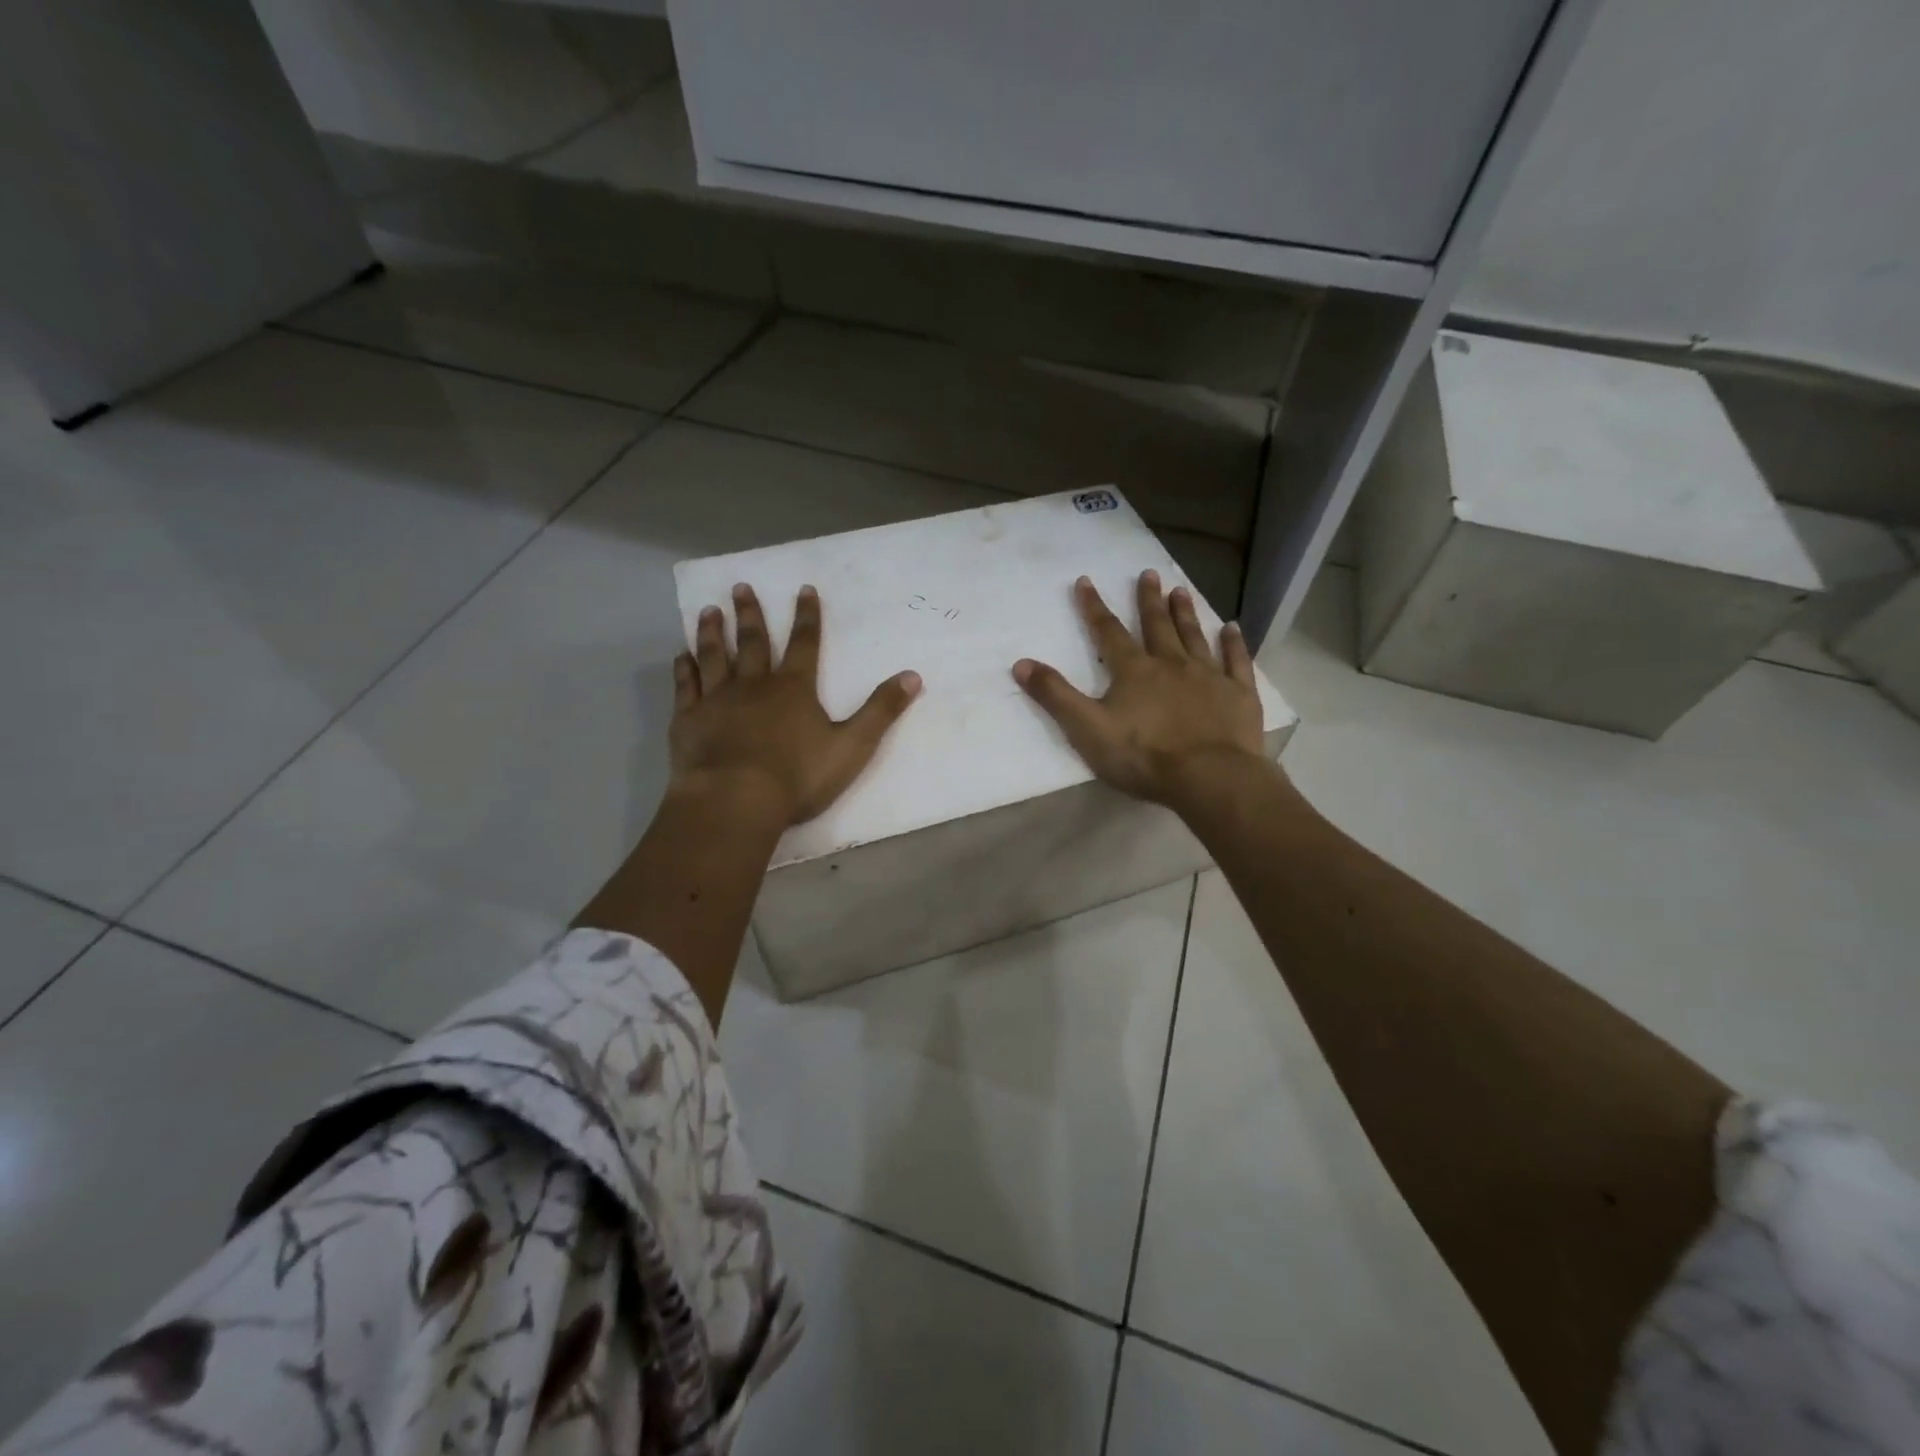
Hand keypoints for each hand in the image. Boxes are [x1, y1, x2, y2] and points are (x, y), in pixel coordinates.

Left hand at [672, 583, 921, 824]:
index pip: (805, 644)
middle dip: (751, 614)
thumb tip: (913, 676)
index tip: (803, 588)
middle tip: (741, 585)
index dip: (807, 616)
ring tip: (708, 610)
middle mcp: (754, 684)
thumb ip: (881, 710)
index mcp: (794, 688)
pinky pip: (686, 687)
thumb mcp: (853, 745)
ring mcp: (717, 700)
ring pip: (714, 656)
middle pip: (753, 642)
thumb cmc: (798, 776)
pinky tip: (681, 656)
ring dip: (712, 632)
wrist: (735, 800)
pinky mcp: (689, 720)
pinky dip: (684, 669)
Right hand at [1013, 570, 1265, 806]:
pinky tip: (1232, 627)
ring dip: (1185, 613)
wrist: (1209, 777)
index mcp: (1133, 672)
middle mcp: (1171, 664)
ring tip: (1181, 589)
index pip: (1108, 633)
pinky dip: (1234, 643)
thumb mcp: (1087, 729)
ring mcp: (1208, 676)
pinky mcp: (1238, 694)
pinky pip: (1236, 661)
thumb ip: (1055, 696)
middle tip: (1148, 573)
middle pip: (1156, 626)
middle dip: (1148, 600)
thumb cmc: (1144, 756)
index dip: (1094, 607)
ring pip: (1194, 636)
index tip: (1086, 581)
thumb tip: (1021, 663)